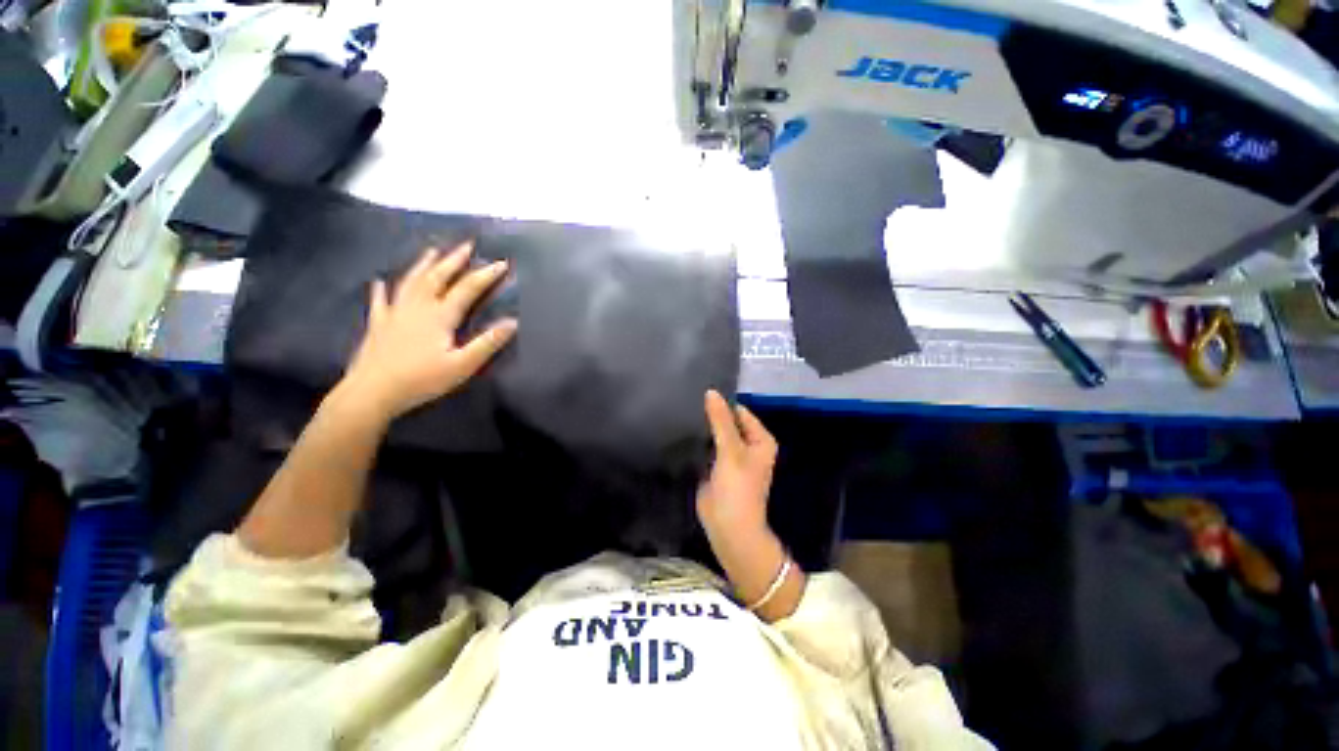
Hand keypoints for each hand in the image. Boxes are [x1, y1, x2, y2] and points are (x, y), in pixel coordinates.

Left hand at [340, 242, 516, 419]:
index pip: (467, 289)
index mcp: (440, 316)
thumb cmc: (421, 380)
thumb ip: (487, 343)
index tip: (501, 263)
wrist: (372, 392)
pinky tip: (379, 281)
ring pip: (410, 282)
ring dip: (423, 265)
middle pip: (437, 277)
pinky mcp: (378, 325)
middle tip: (466, 245)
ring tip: (432, 251)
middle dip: (453, 260)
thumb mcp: (462, 365)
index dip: (485, 275)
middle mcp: (417, 307)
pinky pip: (380, 301)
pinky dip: (382, 290)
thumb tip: (512, 322)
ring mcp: (394, 313)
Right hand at [696, 390, 777, 543]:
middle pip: (728, 422)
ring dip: (704, 429)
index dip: (722, 404)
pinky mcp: (717, 467)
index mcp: (760, 439)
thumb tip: (711, 392)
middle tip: (688, 402)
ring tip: (683, 414)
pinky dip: (699, 441)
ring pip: (716, 435)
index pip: (739, 412)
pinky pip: (708, 447)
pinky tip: (683, 432)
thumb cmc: (737, 488)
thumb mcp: (731, 450)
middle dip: (711, 416)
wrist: (729, 528)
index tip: (700, 394)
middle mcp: (748, 445)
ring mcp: (731, 456)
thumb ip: (720, 421)